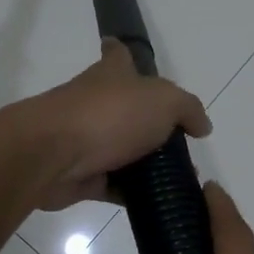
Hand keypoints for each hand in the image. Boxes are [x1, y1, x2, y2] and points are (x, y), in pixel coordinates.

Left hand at [18, 40, 210, 211]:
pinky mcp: (82, 175)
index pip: (117, 54)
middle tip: (182, 143)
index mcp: (112, 75)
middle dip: (150, 123)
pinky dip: (133, 194)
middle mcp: (96, 102)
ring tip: (180, 178)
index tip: (128, 54)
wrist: (52, 154)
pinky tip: (159, 202)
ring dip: (146, 164)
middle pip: (126, 108)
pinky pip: (114, 185)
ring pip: (122, 150)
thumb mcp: (164, 101)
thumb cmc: (109, 115)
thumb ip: (188, 109)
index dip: (123, 51)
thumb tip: (201, 126)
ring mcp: (86, 139)